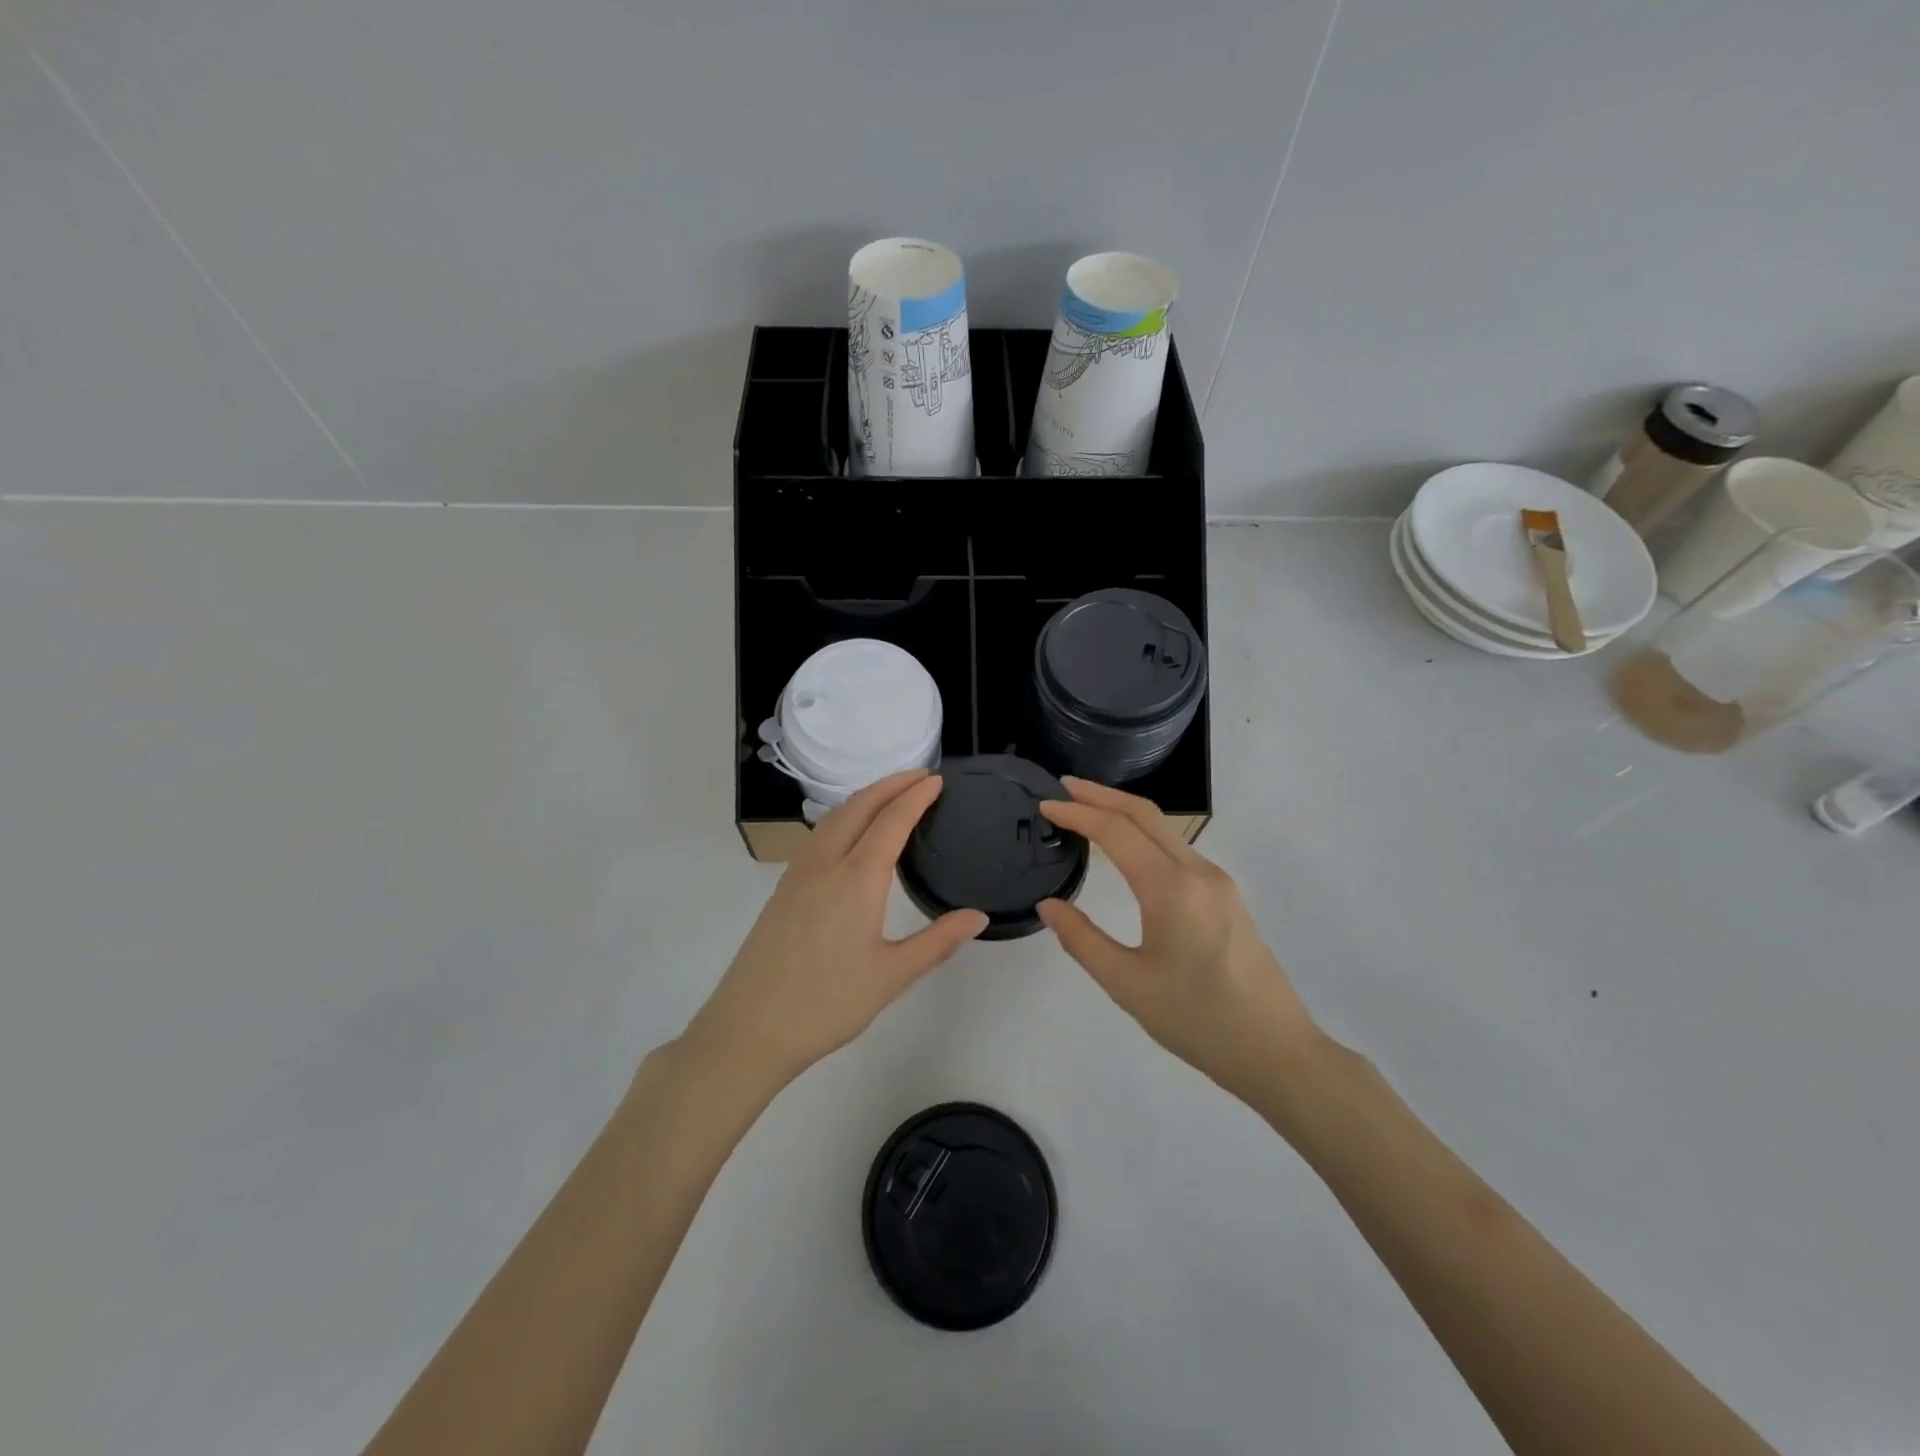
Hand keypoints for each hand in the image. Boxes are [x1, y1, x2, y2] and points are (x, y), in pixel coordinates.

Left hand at [685, 770, 987, 1090]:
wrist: (749, 1028)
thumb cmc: (827, 1003)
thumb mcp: (892, 976)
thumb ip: (938, 942)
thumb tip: (978, 917)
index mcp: (857, 878)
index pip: (892, 821)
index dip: (916, 797)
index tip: (937, 780)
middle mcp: (826, 863)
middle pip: (860, 806)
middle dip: (891, 784)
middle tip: (921, 776)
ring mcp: (799, 873)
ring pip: (834, 816)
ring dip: (865, 797)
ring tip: (890, 795)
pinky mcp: (784, 888)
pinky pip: (818, 834)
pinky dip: (843, 816)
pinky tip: (850, 833)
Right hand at [1037, 778, 1322, 1108]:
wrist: (1276, 1051)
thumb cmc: (1197, 1021)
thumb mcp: (1127, 985)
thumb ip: (1082, 939)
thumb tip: (1049, 905)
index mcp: (1171, 889)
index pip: (1116, 832)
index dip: (1077, 813)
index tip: (1045, 804)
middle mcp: (1198, 872)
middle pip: (1145, 815)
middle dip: (1101, 795)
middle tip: (1063, 786)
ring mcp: (1218, 881)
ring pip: (1165, 829)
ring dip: (1124, 812)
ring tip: (1087, 810)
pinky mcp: (1226, 896)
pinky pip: (1178, 849)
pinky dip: (1144, 834)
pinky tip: (1127, 848)